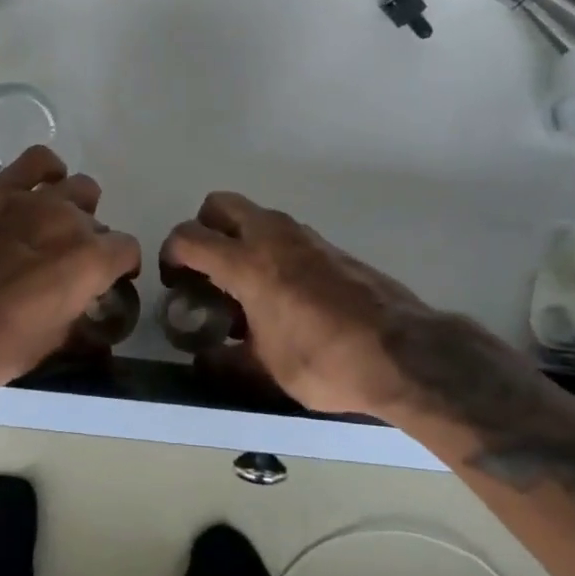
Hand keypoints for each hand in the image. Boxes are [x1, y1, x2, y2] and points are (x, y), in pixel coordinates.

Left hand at [0, 146, 140, 401]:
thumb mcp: (51, 344)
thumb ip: (79, 314)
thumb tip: (86, 304)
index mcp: (90, 261)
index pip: (127, 249)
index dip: (121, 267)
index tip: (109, 280)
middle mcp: (70, 221)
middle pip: (98, 222)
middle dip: (92, 244)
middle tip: (68, 267)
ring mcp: (32, 199)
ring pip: (78, 187)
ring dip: (75, 209)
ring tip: (54, 228)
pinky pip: (38, 160)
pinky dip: (47, 171)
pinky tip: (38, 190)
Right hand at [162, 191, 491, 418]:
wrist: (403, 353)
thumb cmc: (326, 362)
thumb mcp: (267, 371)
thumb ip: (227, 362)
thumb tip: (204, 361)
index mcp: (247, 264)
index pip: (190, 237)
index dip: (171, 253)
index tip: (175, 280)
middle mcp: (272, 238)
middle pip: (220, 204)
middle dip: (204, 228)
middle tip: (207, 267)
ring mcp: (304, 237)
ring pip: (256, 215)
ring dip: (240, 236)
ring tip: (245, 284)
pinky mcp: (330, 246)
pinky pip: (286, 233)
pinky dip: (271, 248)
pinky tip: (284, 292)